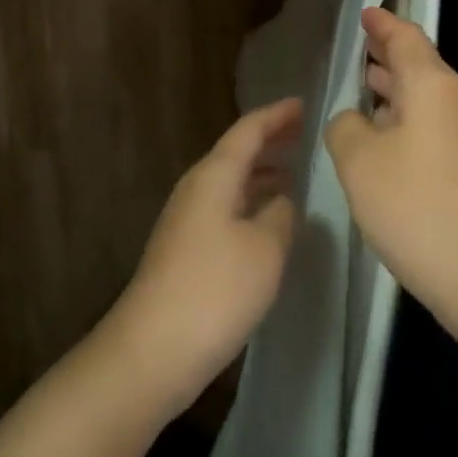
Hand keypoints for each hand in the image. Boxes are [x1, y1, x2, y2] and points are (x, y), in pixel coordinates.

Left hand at [107, 99, 303, 416]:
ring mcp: (187, 220)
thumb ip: (281, 214)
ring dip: (262, 173)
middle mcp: (197, 189)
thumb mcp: (266, 247)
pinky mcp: (186, 250)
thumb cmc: (215, 290)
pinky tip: (270, 219)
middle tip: (305, 134)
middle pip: (236, 152)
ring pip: (231, 181)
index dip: (277, 115)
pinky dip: (251, 201)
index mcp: (214, 176)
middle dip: (271, 141)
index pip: (249, 130)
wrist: (152, 351)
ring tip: (295, 172)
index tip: (305, 104)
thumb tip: (281, 201)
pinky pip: (226, 207)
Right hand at [325, 8, 457, 339]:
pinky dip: (407, 123)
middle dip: (389, 56)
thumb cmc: (418, 205)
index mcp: (433, 85)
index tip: (366, 12)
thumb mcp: (359, 161)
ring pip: (427, 100)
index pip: (406, 38)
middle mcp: (457, 103)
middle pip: (421, 67)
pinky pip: (434, 129)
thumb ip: (345, 127)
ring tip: (367, 87)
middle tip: (362, 47)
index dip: (383, 24)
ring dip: (397, 92)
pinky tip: (386, 142)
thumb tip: (355, 120)